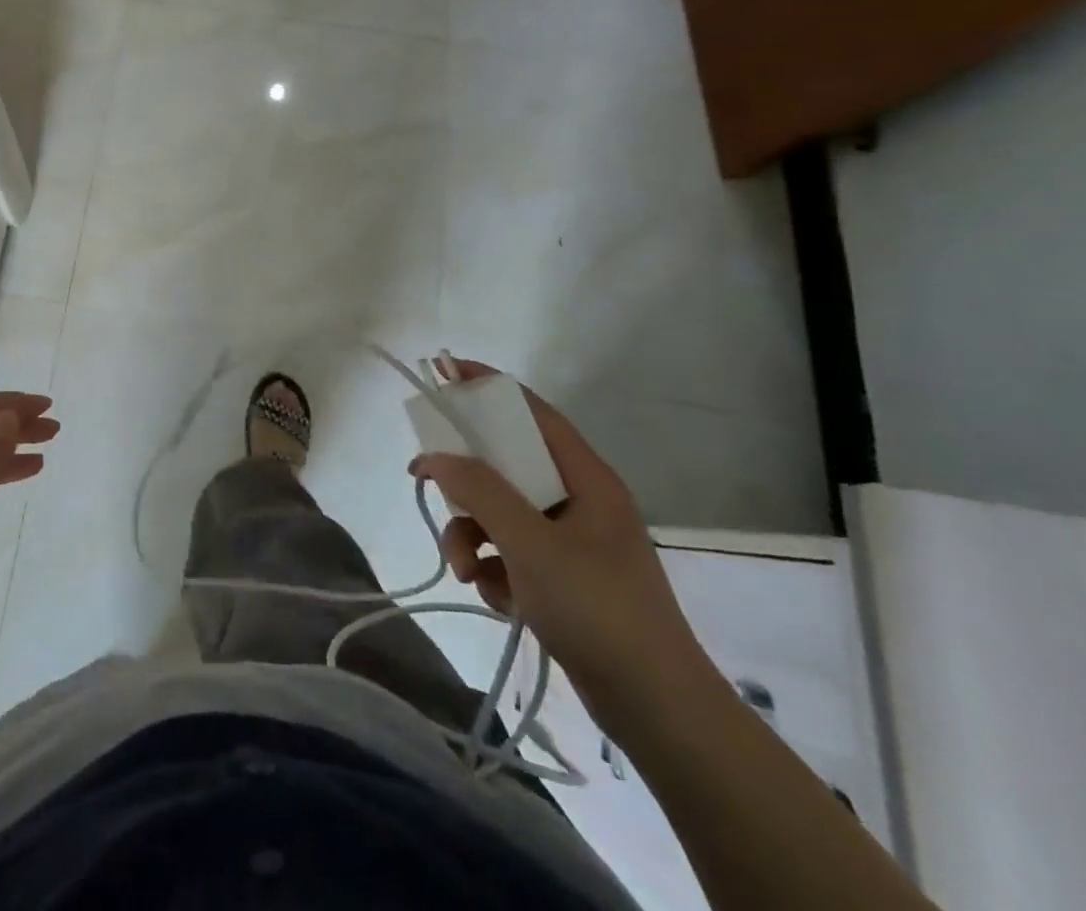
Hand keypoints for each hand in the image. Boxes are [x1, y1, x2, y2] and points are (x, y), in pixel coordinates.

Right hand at [413, 357, 712, 732]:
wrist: (657, 712)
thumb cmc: (598, 610)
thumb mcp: (531, 545)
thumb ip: (480, 492)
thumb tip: (435, 456)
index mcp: (585, 478)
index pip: (531, 411)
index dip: (487, 387)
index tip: (443, 373)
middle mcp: (578, 500)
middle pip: (505, 464)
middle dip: (465, 483)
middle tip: (427, 482)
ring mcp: (570, 541)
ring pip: (500, 512)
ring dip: (472, 535)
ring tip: (468, 571)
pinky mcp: (561, 578)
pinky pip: (510, 551)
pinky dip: (494, 568)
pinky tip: (498, 598)